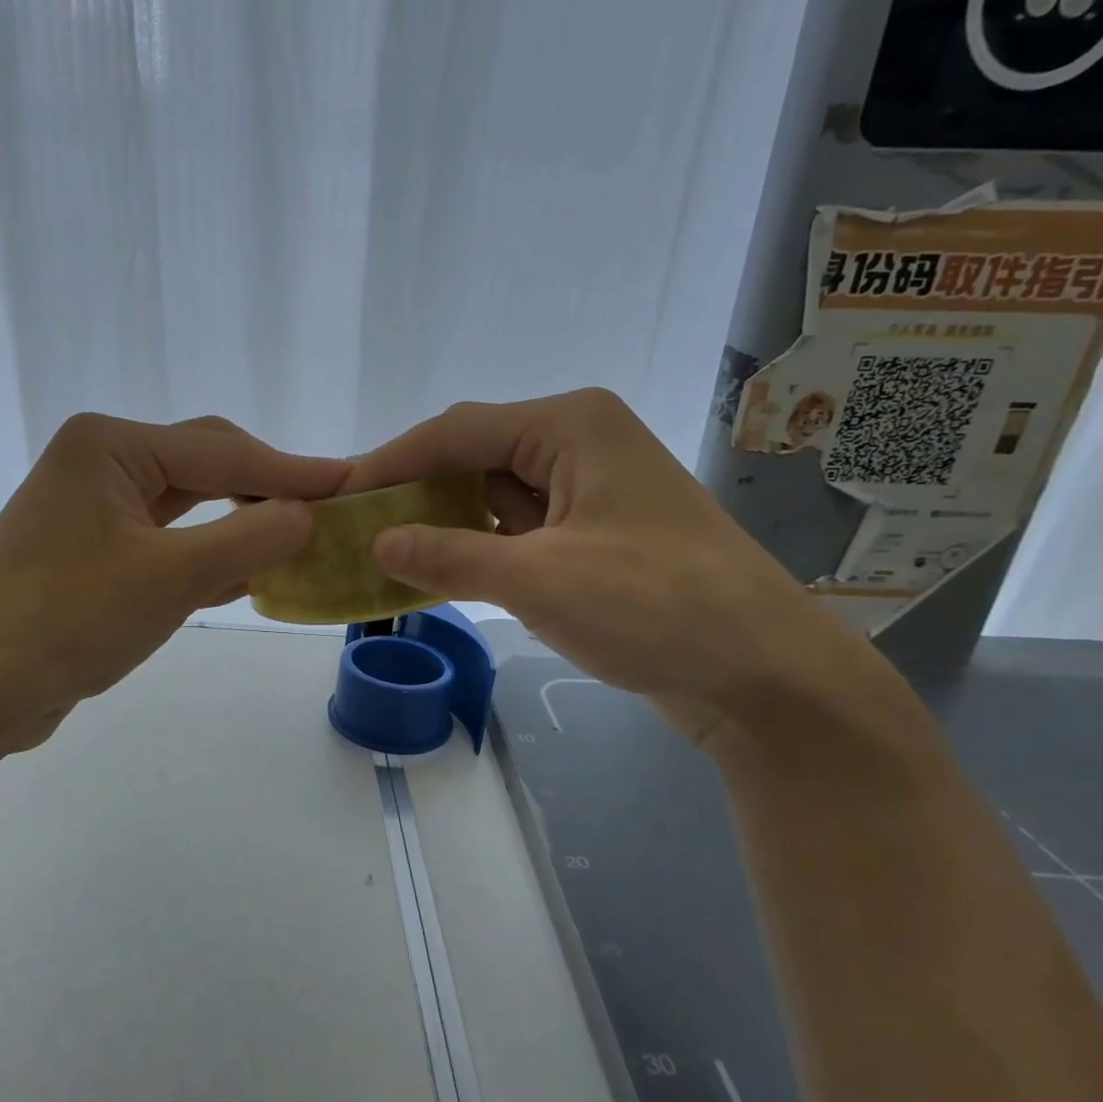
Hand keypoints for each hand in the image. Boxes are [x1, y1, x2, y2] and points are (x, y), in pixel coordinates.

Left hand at [0, 413, 349, 753]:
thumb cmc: (65, 620)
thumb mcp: (171, 578)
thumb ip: (249, 540)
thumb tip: (308, 516)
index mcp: (110, 447)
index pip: (223, 450)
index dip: (293, 470)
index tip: (353, 483)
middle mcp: (98, 465)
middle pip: (205, 467)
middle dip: (267, 491)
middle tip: (330, 511)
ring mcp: (90, 512)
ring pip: (187, 508)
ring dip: (240, 525)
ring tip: (301, 539)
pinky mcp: (89, 557)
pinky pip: (165, 544)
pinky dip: (208, 556)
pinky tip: (250, 573)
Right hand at [342, 390, 873, 742]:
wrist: (765, 674)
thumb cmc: (656, 609)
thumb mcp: (538, 581)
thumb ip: (450, 556)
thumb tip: (377, 543)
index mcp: (570, 426)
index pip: (457, 431)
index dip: (391, 462)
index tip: (337, 496)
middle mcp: (580, 442)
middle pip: (474, 455)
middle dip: (415, 491)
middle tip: (356, 528)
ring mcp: (591, 488)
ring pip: (494, 493)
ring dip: (444, 521)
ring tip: (384, 551)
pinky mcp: (596, 532)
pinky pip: (519, 526)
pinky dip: (479, 545)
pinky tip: (442, 570)